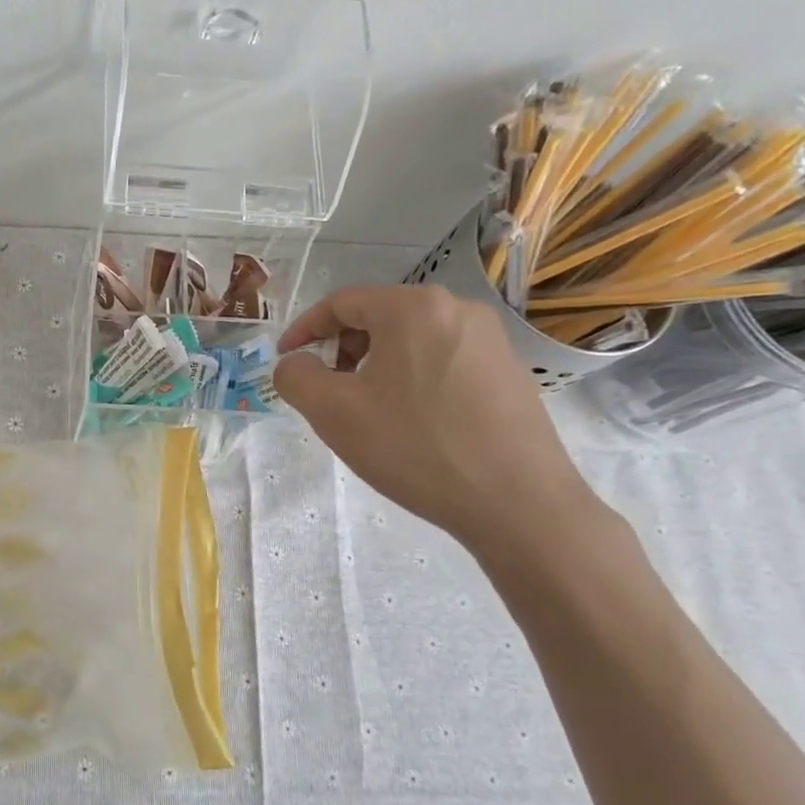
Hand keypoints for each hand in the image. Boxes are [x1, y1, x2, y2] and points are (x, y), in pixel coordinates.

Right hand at [272, 285, 600, 551]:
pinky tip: (414, 423)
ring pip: (412, 341)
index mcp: (412, 307)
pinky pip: (444, 361)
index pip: (341, 302)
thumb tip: (296, 363)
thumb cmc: (415, 447)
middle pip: (379, 317)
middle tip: (329, 391)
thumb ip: (296, 377)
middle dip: (343, 350)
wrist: (518, 502)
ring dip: (377, 367)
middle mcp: (457, 308)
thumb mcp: (334, 413)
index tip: (287, 360)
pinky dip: (413, 380)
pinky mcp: (510, 371)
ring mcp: (491, 339)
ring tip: (369, 411)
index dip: (304, 329)